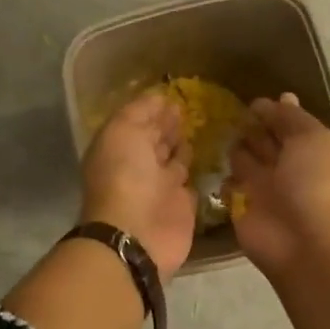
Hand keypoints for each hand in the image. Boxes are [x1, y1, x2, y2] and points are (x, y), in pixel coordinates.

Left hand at [80, 92, 196, 282]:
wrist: (137, 233)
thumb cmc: (125, 177)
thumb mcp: (123, 131)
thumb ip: (139, 112)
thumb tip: (159, 97)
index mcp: (119, 147)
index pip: (137, 122)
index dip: (153, 109)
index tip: (175, 95)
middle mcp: (138, 166)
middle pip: (155, 140)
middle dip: (168, 125)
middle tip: (190, 109)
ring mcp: (161, 187)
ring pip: (174, 161)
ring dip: (182, 146)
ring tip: (201, 128)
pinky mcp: (182, 206)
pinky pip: (191, 184)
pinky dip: (197, 172)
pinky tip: (210, 157)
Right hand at [227, 93, 329, 278]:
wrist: (305, 243)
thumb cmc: (315, 184)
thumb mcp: (311, 139)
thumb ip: (291, 118)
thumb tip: (280, 98)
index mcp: (313, 149)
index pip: (290, 123)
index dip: (273, 111)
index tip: (252, 101)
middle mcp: (290, 167)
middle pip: (267, 140)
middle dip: (251, 126)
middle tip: (226, 112)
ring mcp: (266, 188)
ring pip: (246, 160)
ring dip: (235, 147)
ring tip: (215, 131)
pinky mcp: (243, 207)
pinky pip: (229, 186)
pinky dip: (222, 176)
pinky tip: (210, 161)